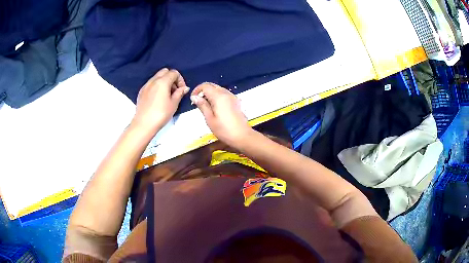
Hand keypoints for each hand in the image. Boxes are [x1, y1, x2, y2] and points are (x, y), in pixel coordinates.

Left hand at [131, 68, 188, 134]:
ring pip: (157, 77)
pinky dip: (157, 86)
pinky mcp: (141, 91)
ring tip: (167, 94)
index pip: (174, 73)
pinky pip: (151, 83)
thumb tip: (184, 88)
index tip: (182, 89)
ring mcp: (146, 85)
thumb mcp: (173, 104)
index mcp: (162, 82)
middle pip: (165, 71)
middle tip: (175, 90)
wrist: (144, 124)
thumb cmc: (160, 114)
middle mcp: (153, 80)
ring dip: (164, 81)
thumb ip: (179, 93)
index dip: (180, 80)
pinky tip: (158, 98)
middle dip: (172, 78)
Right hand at [191, 82, 252, 146]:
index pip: (205, 86)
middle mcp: (226, 93)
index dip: (197, 90)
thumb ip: (202, 105)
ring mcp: (233, 97)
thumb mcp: (210, 119)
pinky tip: (215, 107)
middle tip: (198, 102)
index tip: (192, 99)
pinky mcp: (236, 102)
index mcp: (219, 97)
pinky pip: (224, 94)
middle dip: (203, 91)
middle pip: (212, 86)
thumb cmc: (224, 130)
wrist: (242, 136)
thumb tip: (195, 97)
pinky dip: (217, 97)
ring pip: (219, 89)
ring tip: (205, 105)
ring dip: (210, 94)